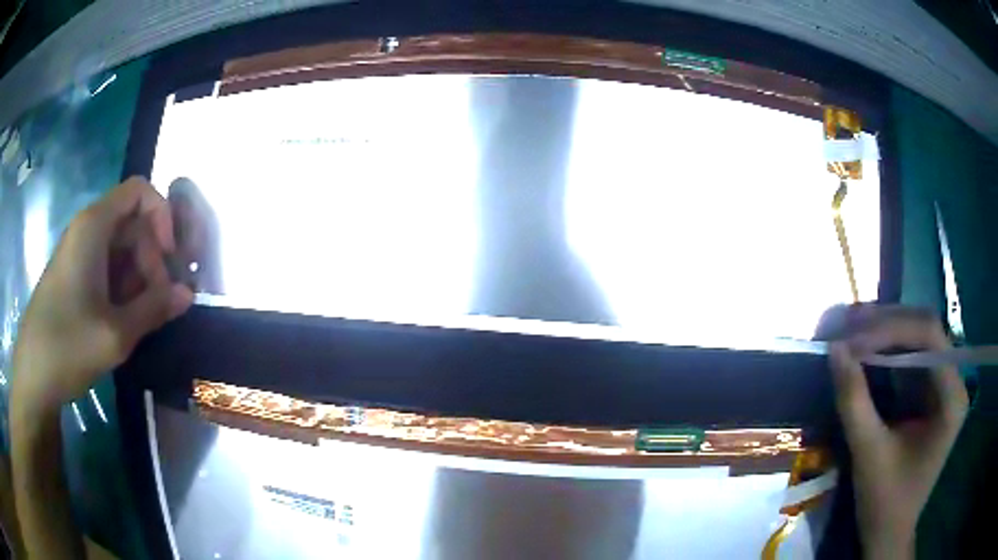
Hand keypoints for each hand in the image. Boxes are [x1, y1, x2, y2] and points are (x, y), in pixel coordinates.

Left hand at [11, 177, 192, 409]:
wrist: (34, 374)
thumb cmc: (69, 345)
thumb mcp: (117, 333)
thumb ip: (154, 309)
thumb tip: (188, 294)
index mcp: (94, 226)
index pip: (140, 192)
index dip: (162, 217)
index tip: (170, 259)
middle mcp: (88, 230)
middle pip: (133, 225)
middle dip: (152, 260)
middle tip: (159, 304)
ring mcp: (80, 255)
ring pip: (122, 250)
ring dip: (139, 280)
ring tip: (140, 320)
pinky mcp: (75, 277)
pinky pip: (107, 269)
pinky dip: (123, 290)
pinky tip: (123, 322)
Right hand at [829, 306, 968, 557]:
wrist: (889, 533)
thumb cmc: (885, 502)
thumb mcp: (869, 454)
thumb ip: (854, 401)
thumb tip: (834, 349)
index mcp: (952, 397)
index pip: (929, 337)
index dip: (890, 329)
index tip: (851, 341)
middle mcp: (954, 380)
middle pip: (925, 329)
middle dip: (885, 324)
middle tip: (846, 327)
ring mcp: (943, 383)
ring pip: (917, 336)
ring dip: (884, 331)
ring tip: (850, 332)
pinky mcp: (930, 391)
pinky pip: (910, 355)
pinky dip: (885, 348)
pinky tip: (864, 348)